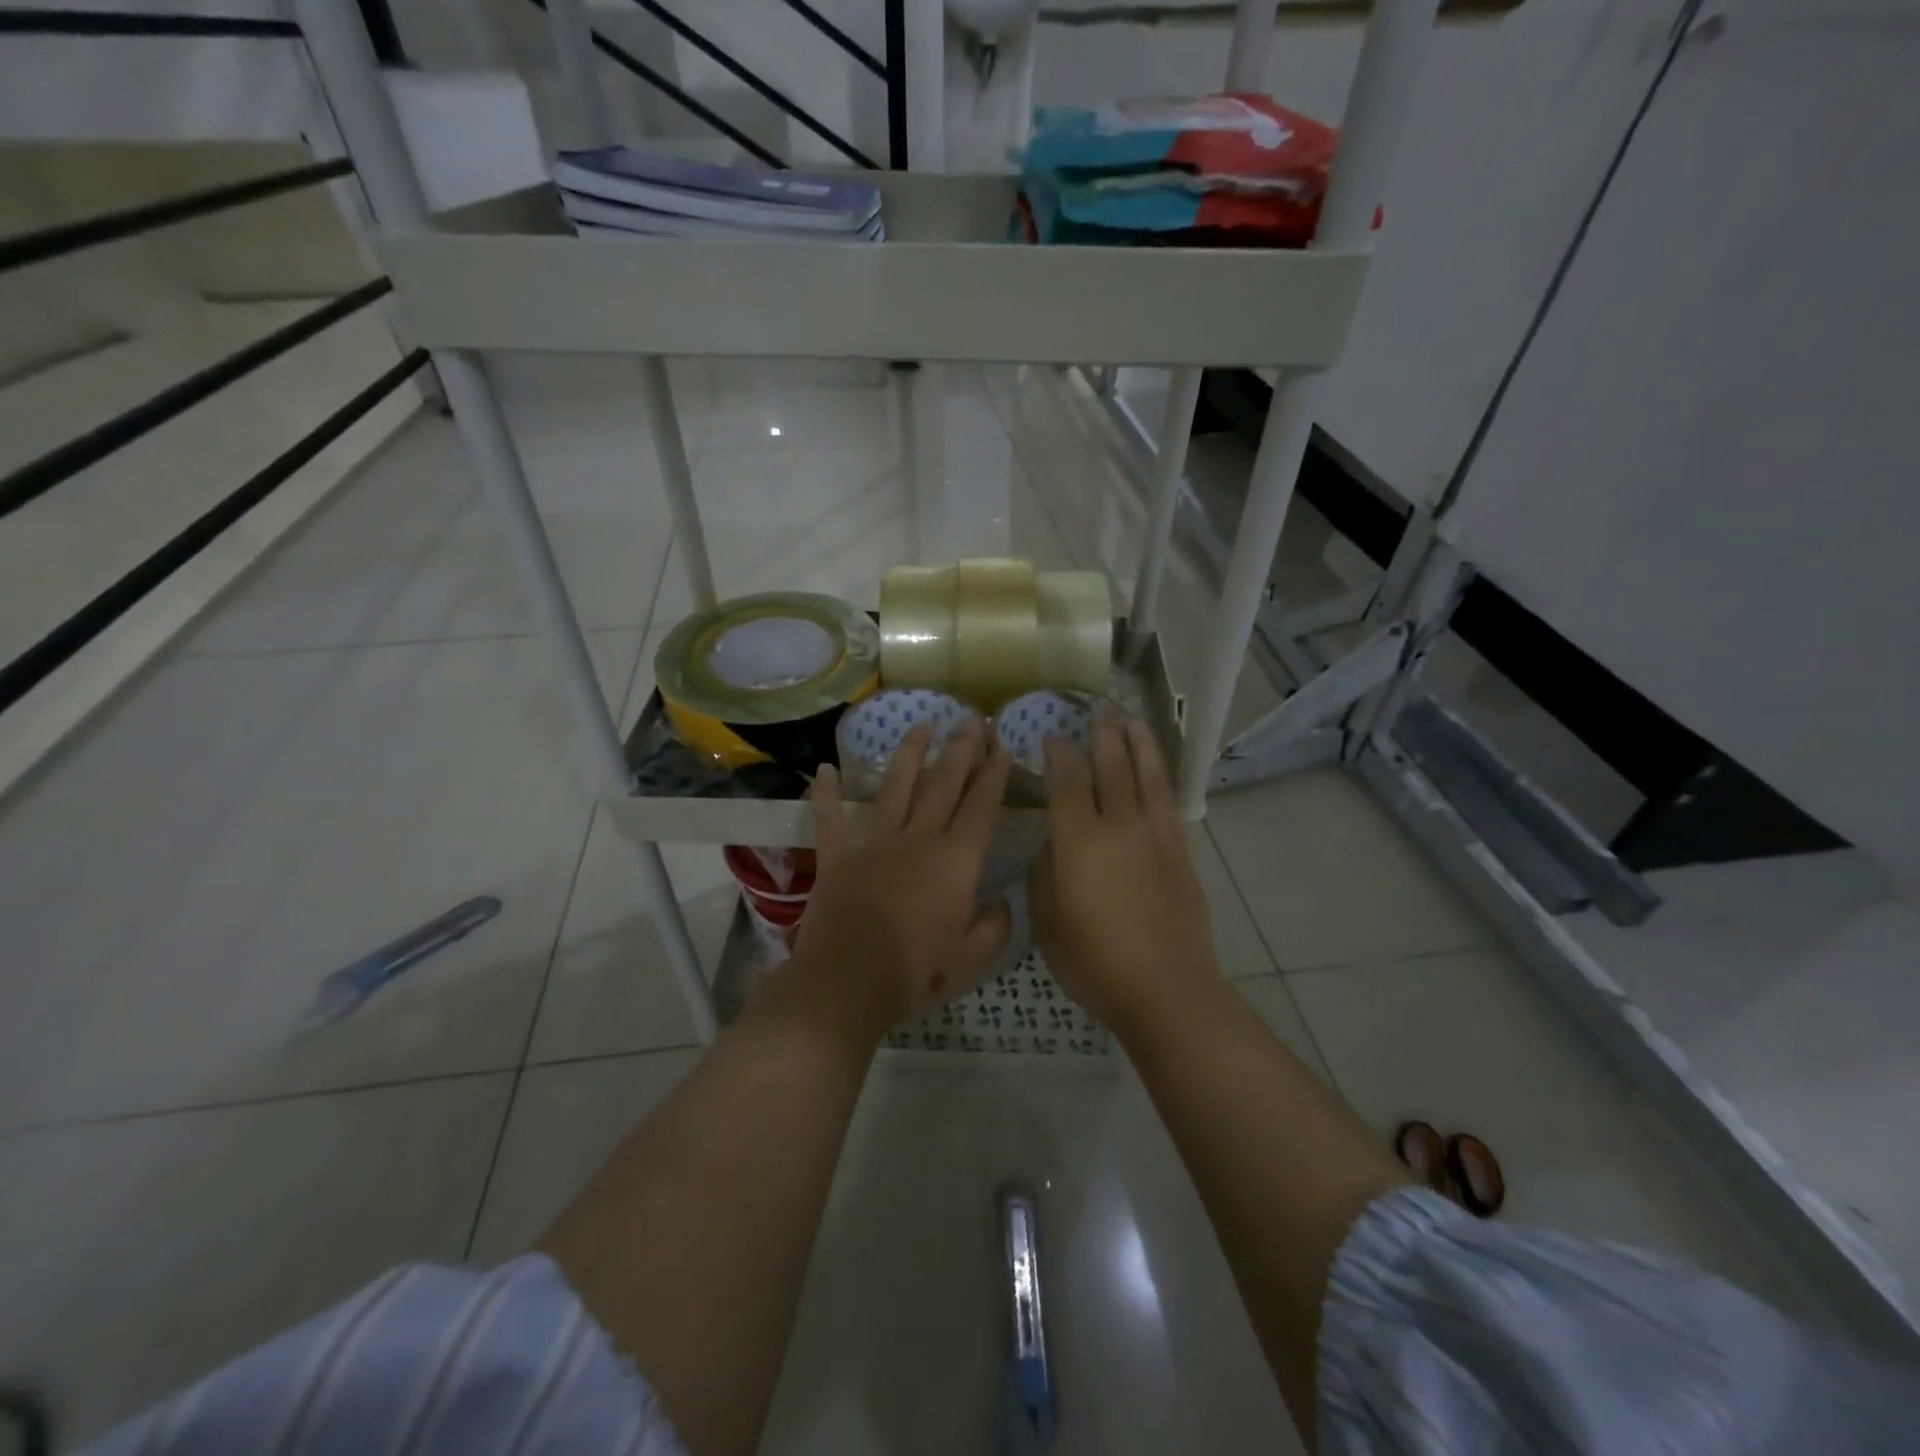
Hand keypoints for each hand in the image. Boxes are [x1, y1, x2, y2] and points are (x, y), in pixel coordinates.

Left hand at [789, 718, 1013, 1042]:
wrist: (848, 982)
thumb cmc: (917, 973)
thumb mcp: (972, 959)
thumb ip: (994, 926)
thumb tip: (1001, 901)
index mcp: (956, 861)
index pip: (982, 807)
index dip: (995, 775)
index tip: (1002, 746)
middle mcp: (918, 840)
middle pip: (943, 785)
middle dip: (961, 750)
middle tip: (972, 719)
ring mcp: (874, 844)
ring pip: (895, 788)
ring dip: (910, 754)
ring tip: (922, 725)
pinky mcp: (837, 857)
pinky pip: (829, 819)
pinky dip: (825, 794)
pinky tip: (825, 769)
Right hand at [1028, 709, 1218, 1034]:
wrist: (1165, 987)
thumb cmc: (1093, 961)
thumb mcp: (1047, 921)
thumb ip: (1046, 874)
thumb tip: (1054, 846)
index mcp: (1078, 840)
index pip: (1067, 780)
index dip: (1059, 753)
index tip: (1052, 735)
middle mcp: (1117, 825)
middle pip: (1110, 767)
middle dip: (1102, 734)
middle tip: (1098, 708)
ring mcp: (1154, 835)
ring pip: (1145, 775)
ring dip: (1137, 743)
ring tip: (1132, 719)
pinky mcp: (1179, 851)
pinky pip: (1168, 801)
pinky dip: (1160, 776)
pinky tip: (1155, 768)